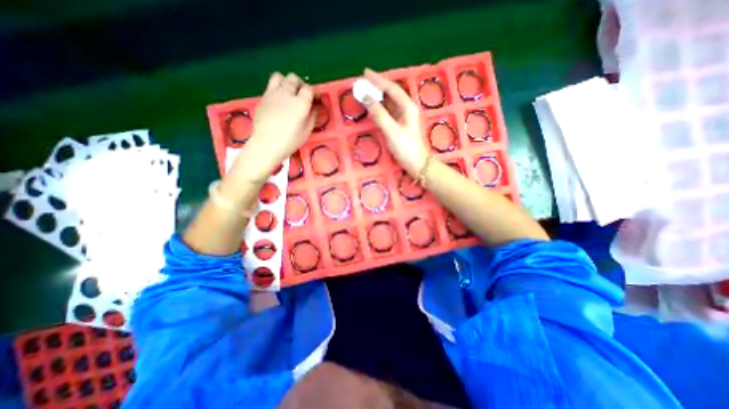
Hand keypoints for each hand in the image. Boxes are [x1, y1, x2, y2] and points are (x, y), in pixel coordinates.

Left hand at [243, 71, 315, 175]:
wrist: (266, 145)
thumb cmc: (290, 141)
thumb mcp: (307, 131)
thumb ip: (312, 116)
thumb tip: (314, 108)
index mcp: (300, 103)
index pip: (309, 88)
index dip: (314, 92)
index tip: (316, 99)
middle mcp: (286, 94)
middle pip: (294, 78)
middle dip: (301, 84)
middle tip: (303, 95)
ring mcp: (272, 94)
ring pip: (279, 76)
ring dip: (287, 82)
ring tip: (289, 92)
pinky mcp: (262, 98)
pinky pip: (270, 86)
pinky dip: (277, 89)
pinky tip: (279, 102)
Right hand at [364, 66, 428, 175]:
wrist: (416, 164)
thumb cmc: (406, 148)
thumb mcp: (392, 131)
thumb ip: (379, 114)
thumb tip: (366, 98)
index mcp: (407, 107)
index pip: (392, 88)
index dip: (378, 80)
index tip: (365, 73)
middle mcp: (406, 109)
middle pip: (391, 93)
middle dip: (377, 87)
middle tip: (362, 83)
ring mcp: (403, 117)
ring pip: (389, 102)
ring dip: (377, 97)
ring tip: (364, 92)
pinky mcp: (399, 125)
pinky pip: (388, 112)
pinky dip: (379, 108)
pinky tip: (372, 108)